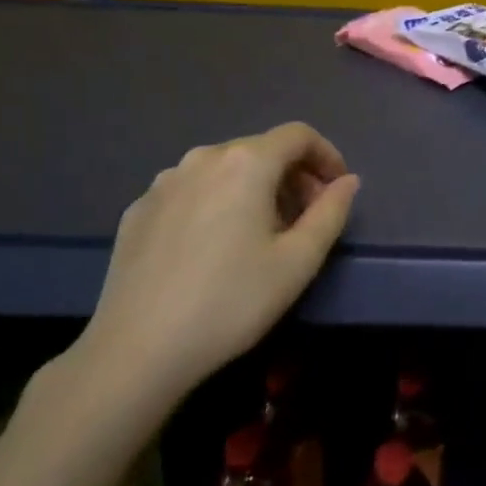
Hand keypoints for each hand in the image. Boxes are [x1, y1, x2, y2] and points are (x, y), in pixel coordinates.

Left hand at [73, 123, 359, 404]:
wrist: (137, 350)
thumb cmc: (232, 301)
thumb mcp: (298, 261)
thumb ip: (331, 212)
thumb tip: (347, 181)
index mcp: (245, 163)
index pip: (298, 135)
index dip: (327, 155)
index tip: (337, 189)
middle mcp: (202, 159)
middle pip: (261, 150)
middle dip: (293, 176)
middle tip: (307, 219)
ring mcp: (163, 183)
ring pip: (224, 170)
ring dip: (255, 190)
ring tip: (262, 236)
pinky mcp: (138, 210)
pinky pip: (191, 192)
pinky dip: (217, 204)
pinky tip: (215, 249)